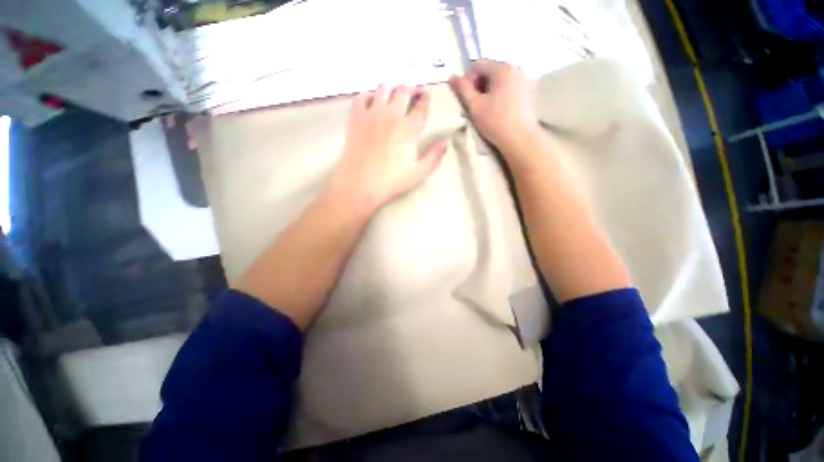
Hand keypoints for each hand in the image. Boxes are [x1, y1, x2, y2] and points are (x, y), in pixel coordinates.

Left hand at [329, 84, 446, 215]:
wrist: (359, 184)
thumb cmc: (391, 181)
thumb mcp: (418, 174)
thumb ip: (433, 157)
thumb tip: (445, 142)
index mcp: (409, 129)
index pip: (421, 106)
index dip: (425, 99)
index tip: (426, 96)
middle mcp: (392, 115)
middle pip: (404, 91)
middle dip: (411, 89)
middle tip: (412, 93)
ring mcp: (372, 114)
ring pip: (383, 88)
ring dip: (391, 89)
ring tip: (393, 96)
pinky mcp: (356, 117)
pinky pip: (361, 96)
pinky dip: (368, 96)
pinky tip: (371, 104)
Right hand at [449, 60, 540, 153]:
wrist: (520, 138)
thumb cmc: (495, 122)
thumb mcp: (475, 106)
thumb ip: (463, 90)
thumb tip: (452, 77)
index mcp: (501, 68)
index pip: (478, 64)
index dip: (468, 79)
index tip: (467, 98)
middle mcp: (515, 68)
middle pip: (490, 70)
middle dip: (479, 84)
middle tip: (476, 104)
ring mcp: (525, 78)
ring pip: (500, 79)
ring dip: (490, 89)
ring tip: (487, 108)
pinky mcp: (530, 90)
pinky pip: (510, 86)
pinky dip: (501, 93)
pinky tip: (499, 109)